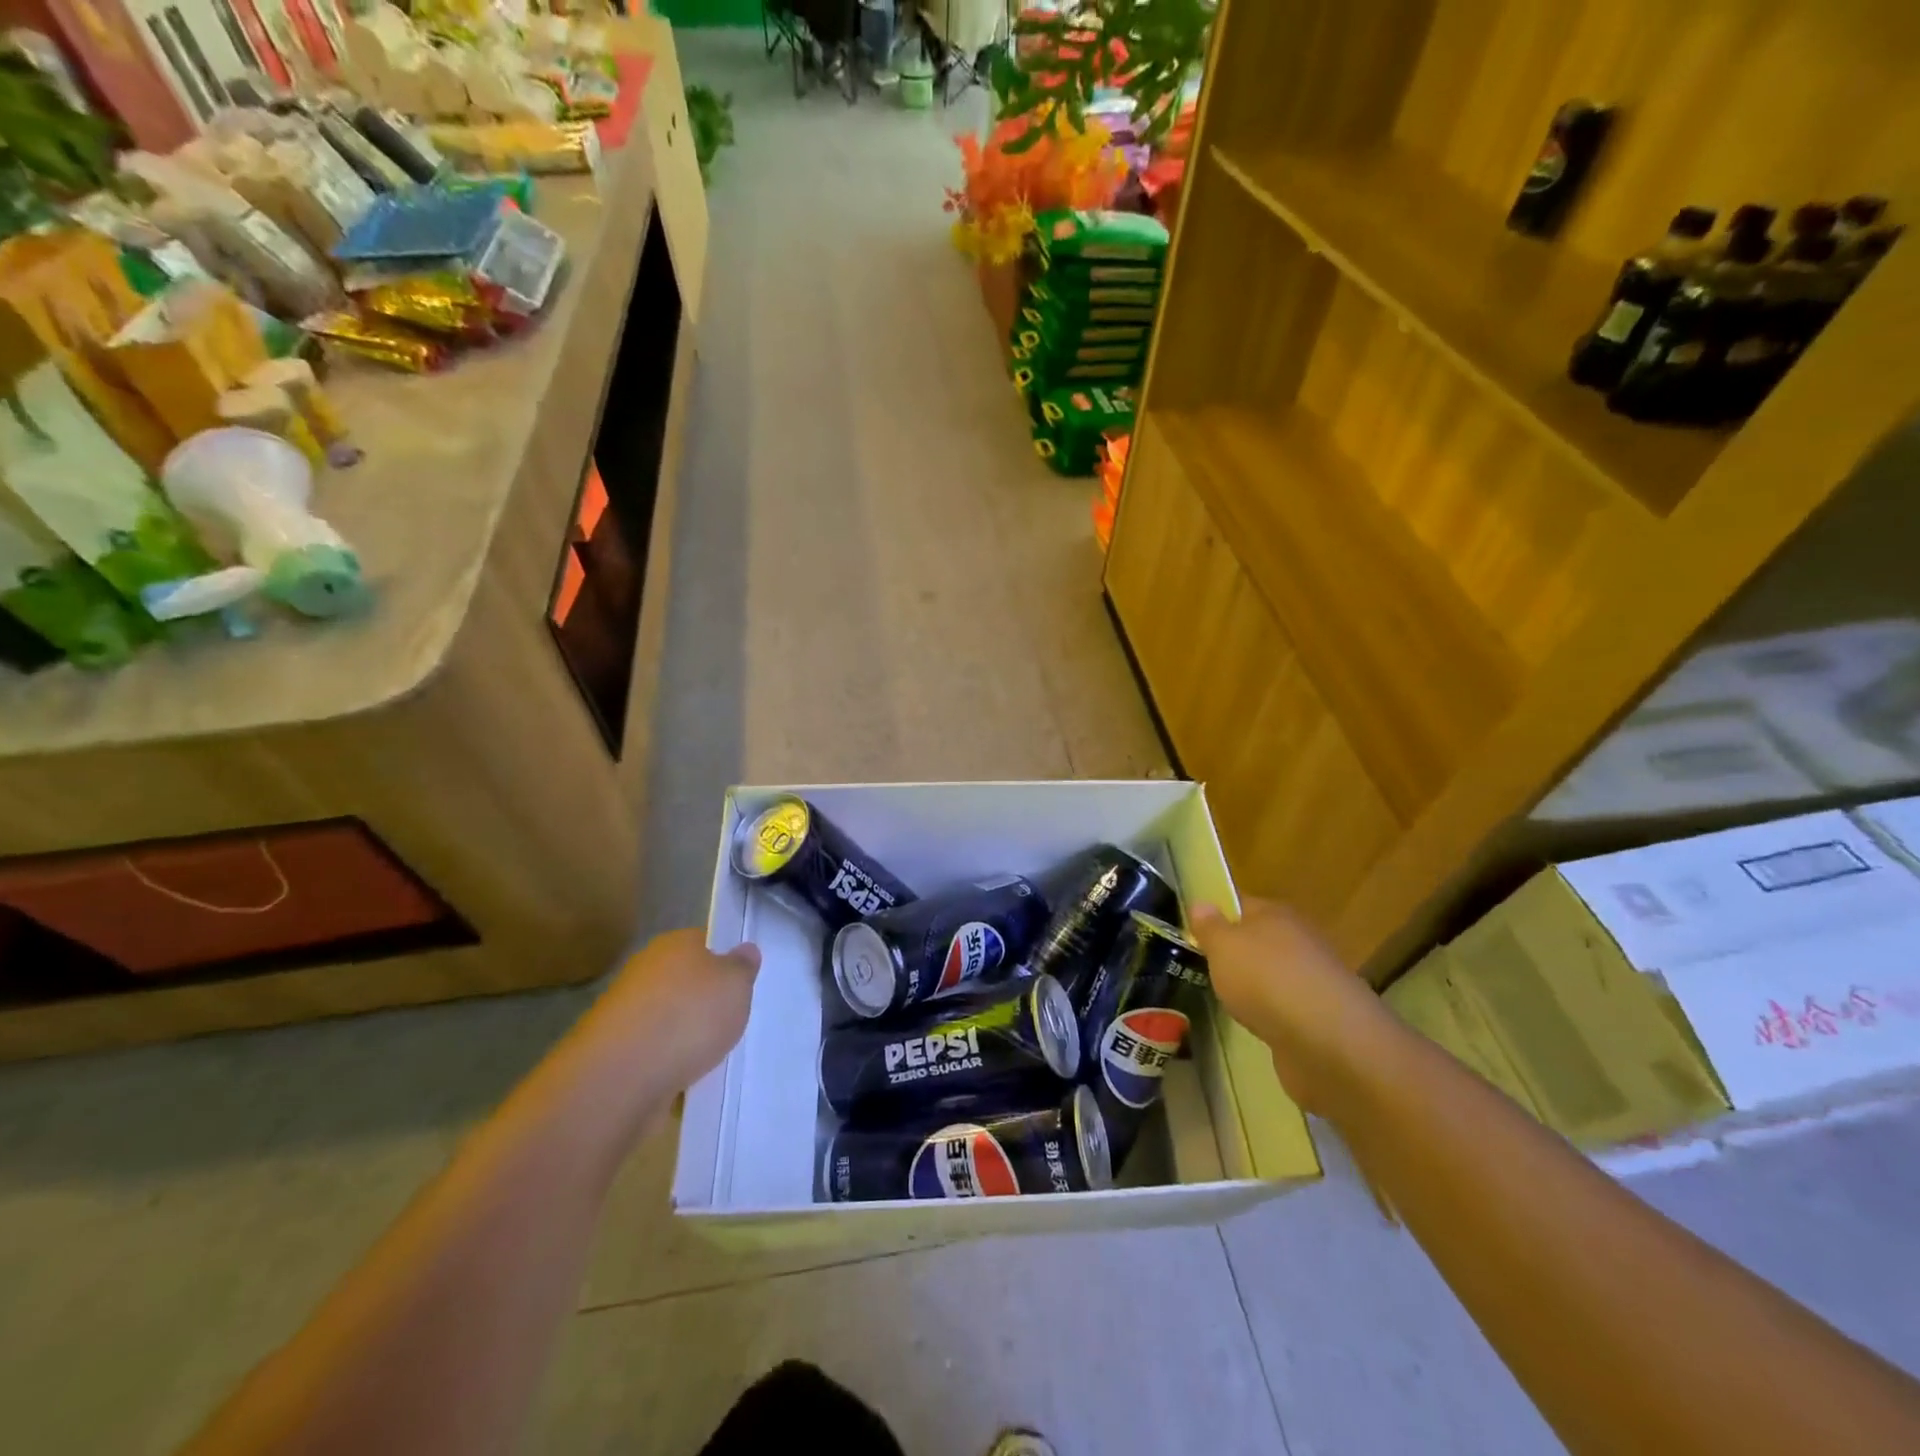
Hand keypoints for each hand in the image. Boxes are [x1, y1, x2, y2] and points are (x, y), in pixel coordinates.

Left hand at [576, 929, 760, 1095]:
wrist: (620, 1078)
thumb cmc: (688, 1016)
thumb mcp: (736, 984)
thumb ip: (743, 967)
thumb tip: (744, 951)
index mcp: (674, 944)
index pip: (703, 942)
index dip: (723, 960)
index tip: (740, 983)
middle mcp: (645, 970)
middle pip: (683, 980)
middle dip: (703, 1000)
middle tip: (730, 1020)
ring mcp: (624, 1012)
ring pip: (666, 1018)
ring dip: (683, 1034)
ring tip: (710, 1055)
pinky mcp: (613, 1052)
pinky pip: (651, 1052)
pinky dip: (666, 1063)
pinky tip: (684, 1079)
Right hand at [1191, 898, 1400, 1115]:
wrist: (1329, 1042)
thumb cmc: (1266, 980)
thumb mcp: (1223, 947)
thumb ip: (1210, 927)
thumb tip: (1201, 903)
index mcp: (1276, 914)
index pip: (1242, 903)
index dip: (1218, 913)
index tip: (1193, 929)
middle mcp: (1300, 940)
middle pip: (1260, 939)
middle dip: (1237, 952)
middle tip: (1204, 967)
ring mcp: (1314, 980)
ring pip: (1275, 974)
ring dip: (1256, 986)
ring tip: (1226, 999)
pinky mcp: (1323, 1018)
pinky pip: (1287, 1008)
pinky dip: (1272, 1015)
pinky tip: (1256, 1026)